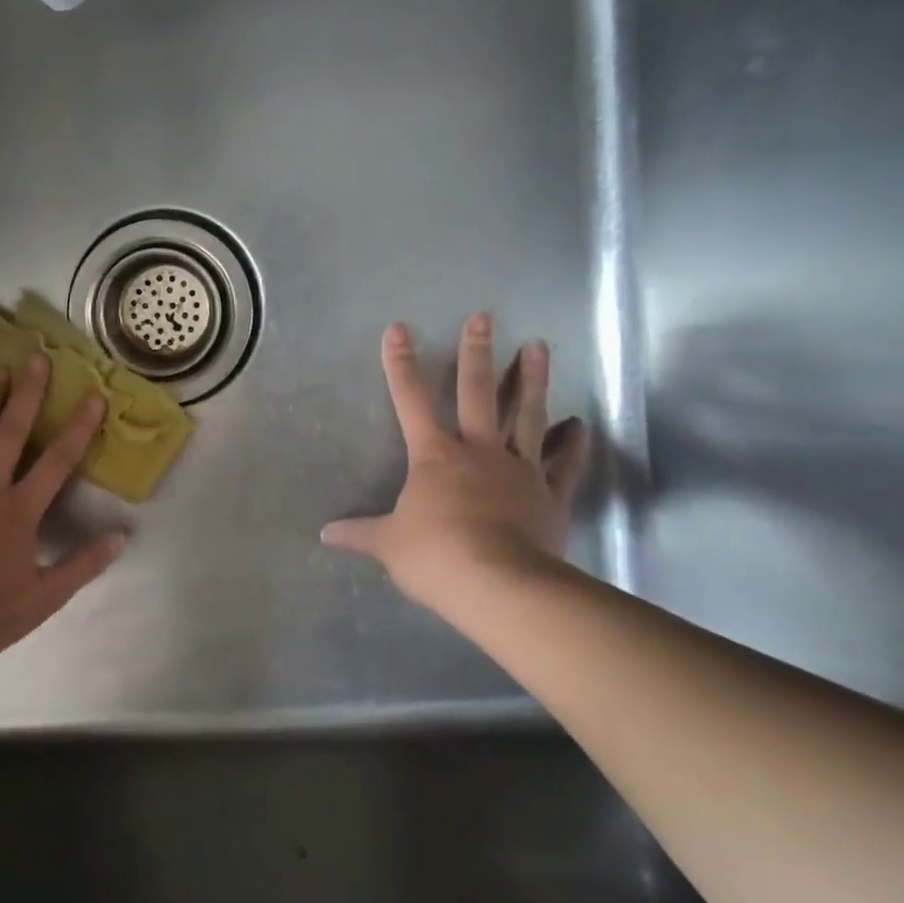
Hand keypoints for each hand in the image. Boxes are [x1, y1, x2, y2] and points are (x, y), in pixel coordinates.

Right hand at [321, 314, 590, 629]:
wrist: (498, 584)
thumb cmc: (435, 556)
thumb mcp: (387, 545)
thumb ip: (360, 534)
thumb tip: (326, 534)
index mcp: (435, 456)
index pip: (410, 401)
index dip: (401, 364)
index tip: (399, 329)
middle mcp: (479, 451)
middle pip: (477, 393)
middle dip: (476, 353)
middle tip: (484, 318)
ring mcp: (519, 470)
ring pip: (527, 414)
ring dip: (532, 379)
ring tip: (539, 345)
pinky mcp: (550, 494)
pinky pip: (564, 462)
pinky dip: (571, 442)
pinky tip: (578, 423)